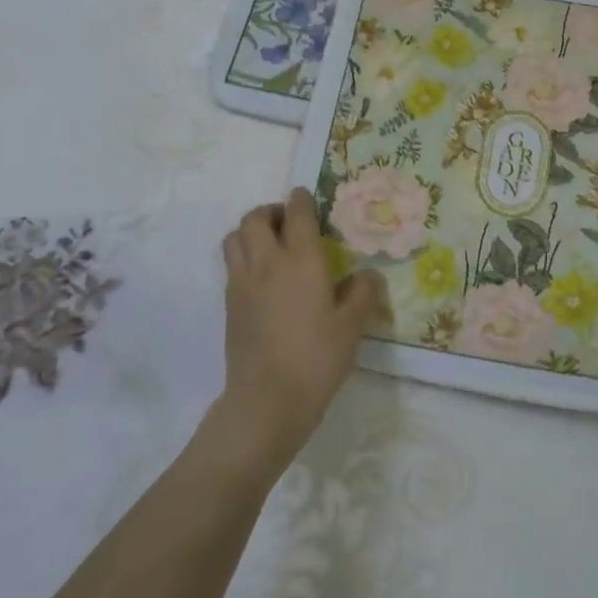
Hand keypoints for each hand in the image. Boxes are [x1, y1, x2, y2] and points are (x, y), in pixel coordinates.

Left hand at [216, 188, 386, 473]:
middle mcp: (267, 262)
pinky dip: (244, 257)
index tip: (307, 197)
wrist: (266, 401)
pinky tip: (263, 279)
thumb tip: (368, 275)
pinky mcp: (230, 304)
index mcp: (301, 260)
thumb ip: (363, 293)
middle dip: (271, 211)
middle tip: (289, 223)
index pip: (296, 213)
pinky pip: (231, 264)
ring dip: (251, 231)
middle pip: (255, 218)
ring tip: (271, 245)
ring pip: (235, 237)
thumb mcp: (352, 327)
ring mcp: (242, 282)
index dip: (301, 199)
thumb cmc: (316, 359)